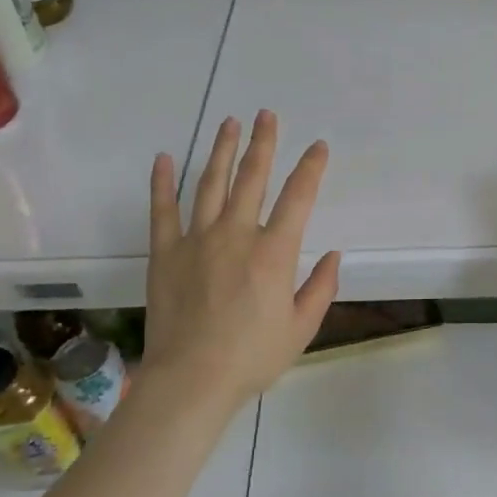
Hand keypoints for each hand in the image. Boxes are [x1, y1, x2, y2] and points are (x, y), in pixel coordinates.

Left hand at [145, 110, 341, 407]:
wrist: (190, 381)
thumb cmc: (252, 357)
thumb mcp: (301, 328)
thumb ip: (321, 288)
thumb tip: (334, 254)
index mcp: (274, 252)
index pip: (298, 197)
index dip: (311, 168)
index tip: (318, 146)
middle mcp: (237, 234)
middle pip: (252, 177)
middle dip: (262, 142)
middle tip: (266, 115)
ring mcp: (198, 239)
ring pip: (211, 183)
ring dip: (221, 150)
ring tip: (229, 123)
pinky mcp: (166, 252)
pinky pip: (164, 209)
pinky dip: (163, 182)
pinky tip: (163, 158)